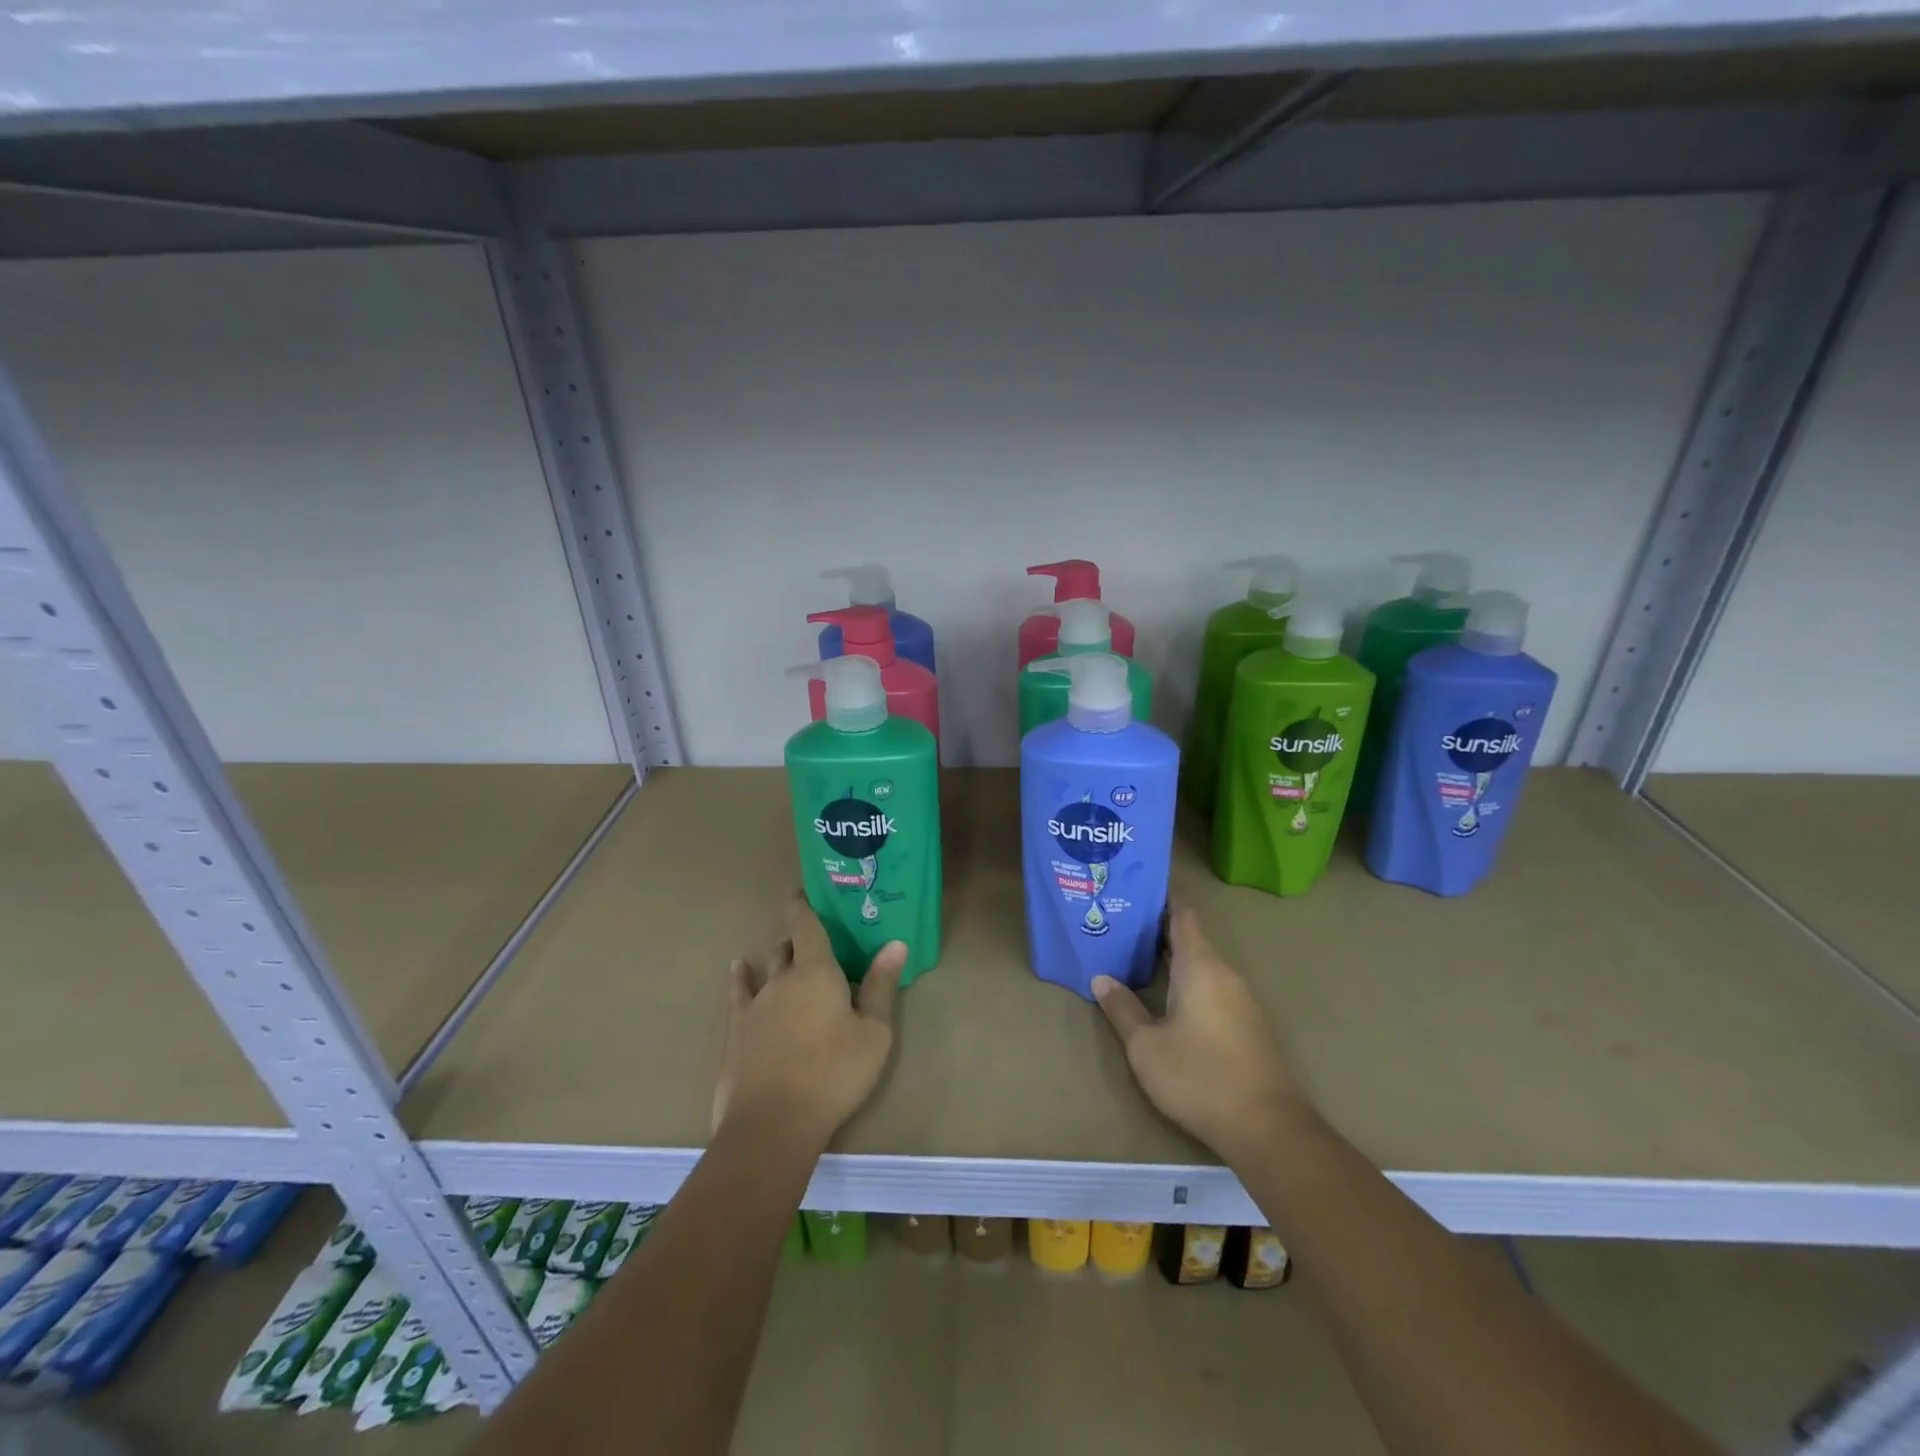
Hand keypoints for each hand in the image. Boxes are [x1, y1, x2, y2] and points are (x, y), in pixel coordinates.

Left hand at [712, 892, 903, 1147]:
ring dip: (775, 956)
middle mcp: (782, 978)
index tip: (800, 890)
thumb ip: (881, 986)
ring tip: (782, 950)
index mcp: (816, 971)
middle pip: (786, 945)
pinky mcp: (736, 1030)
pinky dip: (741, 977)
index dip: (802, 904)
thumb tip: (895, 944)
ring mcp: (754, 1004)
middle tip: (810, 934)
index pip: (807, 925)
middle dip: (797, 936)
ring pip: (765, 967)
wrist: (773, 1122)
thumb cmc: (834, 1073)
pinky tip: (738, 969)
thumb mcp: (874, 1032)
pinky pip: (738, 993)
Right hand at [1092, 906, 1308, 1163]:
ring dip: (1169, 958)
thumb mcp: (1145, 1045)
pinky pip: (1211, 986)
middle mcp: (1223, 972)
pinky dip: (1185, 981)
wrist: (1267, 1128)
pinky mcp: (1246, 1023)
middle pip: (1189, 938)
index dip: (1159, 898)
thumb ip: (1122, 1008)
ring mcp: (1240, 999)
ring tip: (1132, 958)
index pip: (1181, 914)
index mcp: (1199, 965)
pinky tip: (1163, 997)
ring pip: (1200, 964)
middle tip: (1117, 926)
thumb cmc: (1199, 1076)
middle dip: (1154, 930)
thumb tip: (1101, 978)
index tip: (1132, 890)